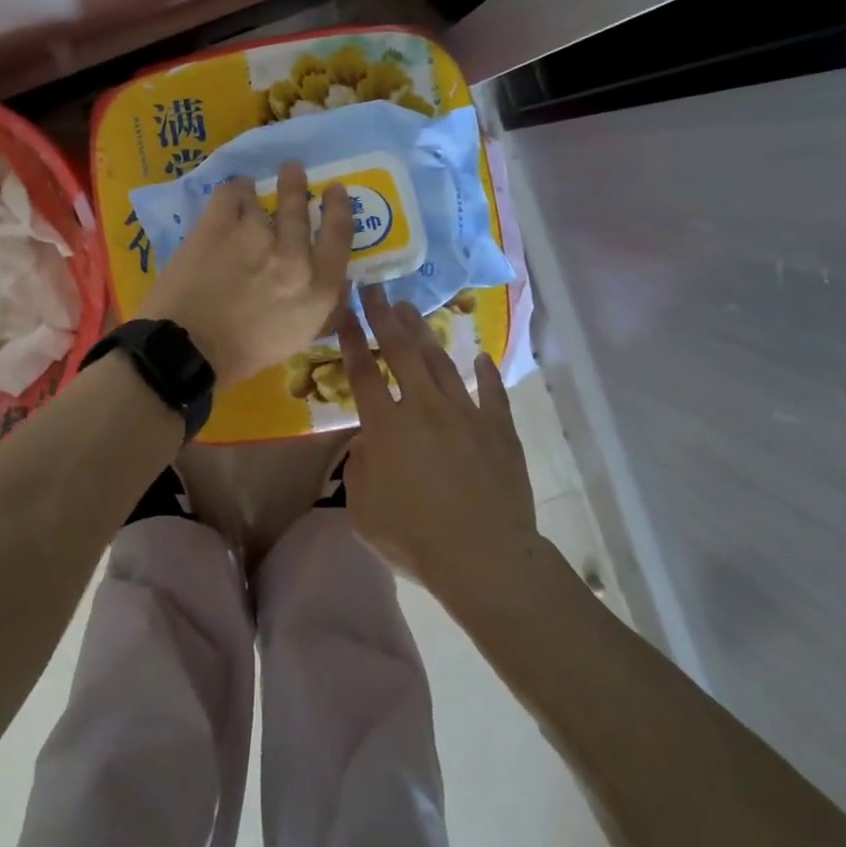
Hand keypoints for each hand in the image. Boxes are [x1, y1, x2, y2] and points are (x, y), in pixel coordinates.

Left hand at [137, 162, 352, 383]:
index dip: (339, 208)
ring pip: (260, 198)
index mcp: (317, 288)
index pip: (339, 236)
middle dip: (296, 183)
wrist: (188, 349)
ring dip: (255, 191)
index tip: (335, 191)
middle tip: (293, 168)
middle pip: (300, 207)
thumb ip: (321, 303)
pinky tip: (229, 193)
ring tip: (248, 187)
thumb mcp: (299, 335)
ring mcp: (254, 235)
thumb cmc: (245, 353)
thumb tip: (338, 279)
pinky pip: (230, 194)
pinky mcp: (218, 226)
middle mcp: (293, 257)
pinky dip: (232, 191)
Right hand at [337, 285, 534, 597]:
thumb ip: (359, 468)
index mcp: (387, 426)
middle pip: (402, 352)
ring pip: (442, 363)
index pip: (364, 373)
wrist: (484, 557)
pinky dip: (486, 373)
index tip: (346, 312)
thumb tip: (368, 442)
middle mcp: (424, 408)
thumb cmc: (414, 537)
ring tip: (412, 309)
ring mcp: (466, 414)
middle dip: (385, 317)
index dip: (353, 340)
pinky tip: (481, 356)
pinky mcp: (499, 429)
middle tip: (377, 289)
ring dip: (424, 334)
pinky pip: (492, 393)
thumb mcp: (363, 510)